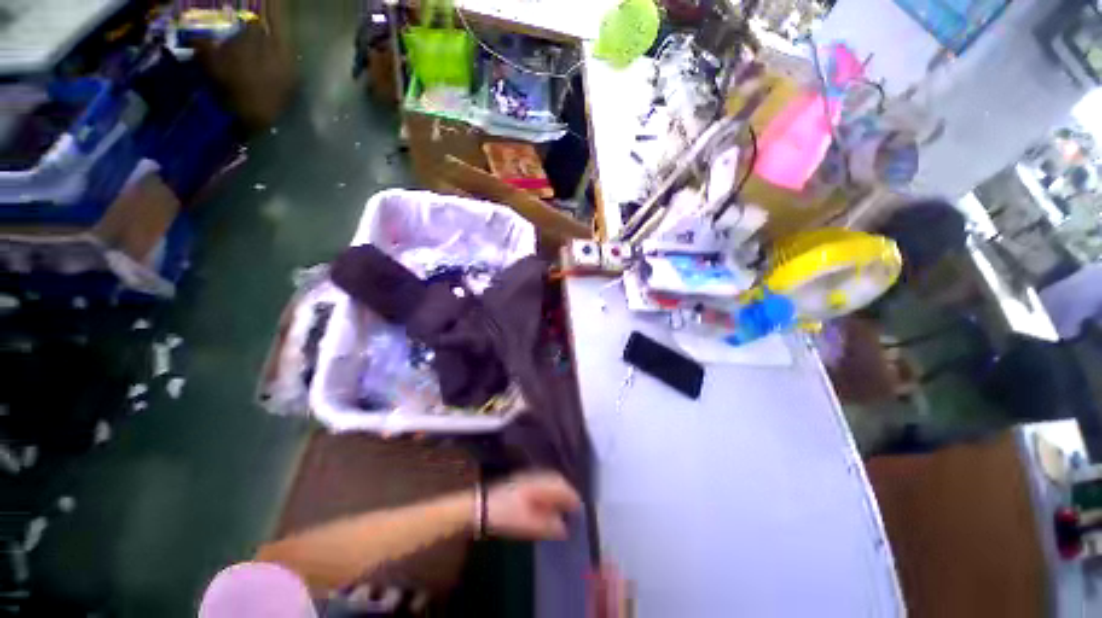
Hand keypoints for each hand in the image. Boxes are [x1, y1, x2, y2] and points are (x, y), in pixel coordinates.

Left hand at [485, 472, 581, 539]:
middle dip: (565, 493)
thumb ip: (550, 526)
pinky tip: (541, 508)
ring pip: (545, 483)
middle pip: (555, 480)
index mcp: (539, 485)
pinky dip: (544, 495)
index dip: (573, 498)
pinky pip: (535, 487)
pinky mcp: (512, 488)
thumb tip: (565, 529)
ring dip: (554, 494)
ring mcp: (520, 481)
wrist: (475, 509)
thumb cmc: (504, 516)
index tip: (579, 510)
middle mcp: (532, 479)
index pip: (562, 486)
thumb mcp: (529, 524)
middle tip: (572, 508)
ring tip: (559, 509)